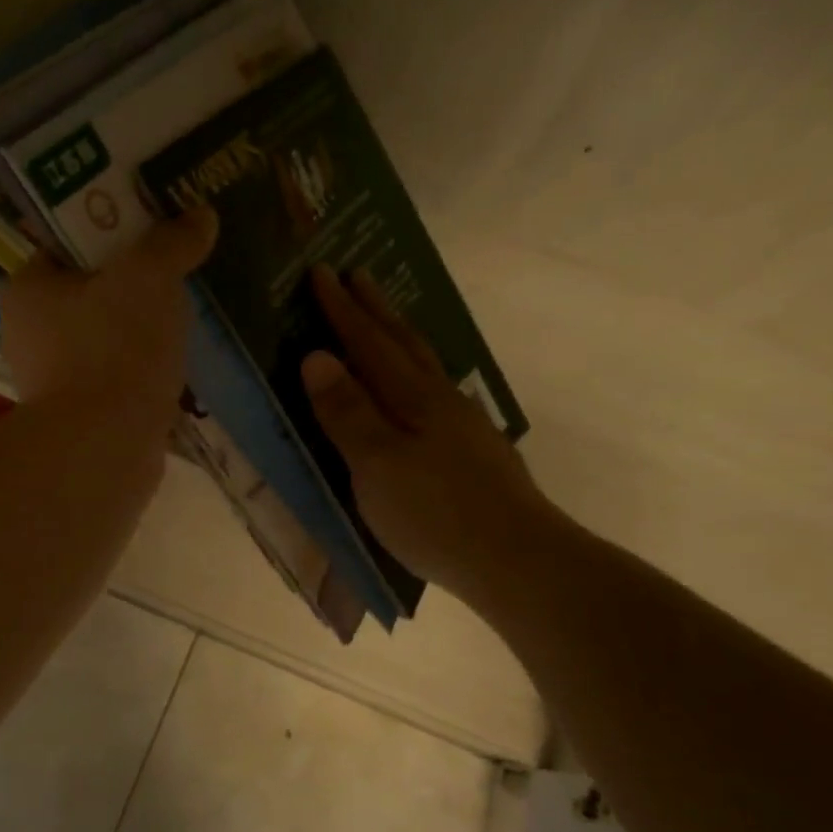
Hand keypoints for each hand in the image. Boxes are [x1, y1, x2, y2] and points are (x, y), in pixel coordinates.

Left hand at [0, 209, 217, 417]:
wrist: (106, 449)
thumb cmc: (114, 348)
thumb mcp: (148, 277)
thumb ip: (172, 242)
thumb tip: (201, 216)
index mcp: (27, 291)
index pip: (65, 246)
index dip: (108, 231)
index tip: (151, 229)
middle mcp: (29, 336)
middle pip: (88, 293)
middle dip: (132, 284)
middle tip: (176, 272)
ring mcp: (53, 382)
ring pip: (104, 339)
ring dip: (140, 331)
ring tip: (184, 317)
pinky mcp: (80, 418)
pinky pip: (116, 379)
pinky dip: (141, 371)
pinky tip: (174, 365)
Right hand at [301, 267, 557, 611]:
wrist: (516, 559)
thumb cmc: (435, 513)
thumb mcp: (376, 464)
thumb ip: (346, 411)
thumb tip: (317, 356)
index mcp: (412, 399)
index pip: (369, 344)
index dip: (342, 311)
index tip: (321, 272)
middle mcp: (440, 401)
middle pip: (404, 343)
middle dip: (375, 310)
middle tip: (356, 275)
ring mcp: (463, 426)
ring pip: (426, 367)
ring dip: (401, 337)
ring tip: (386, 322)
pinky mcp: (474, 454)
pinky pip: (436, 394)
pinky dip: (419, 375)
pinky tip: (422, 392)